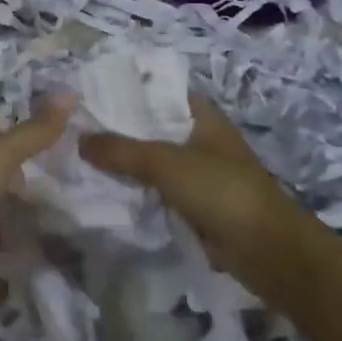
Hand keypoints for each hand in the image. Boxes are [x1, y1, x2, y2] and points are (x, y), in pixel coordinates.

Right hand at [79, 93, 309, 290]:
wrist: (267, 250)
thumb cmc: (220, 189)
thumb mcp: (165, 162)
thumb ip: (121, 150)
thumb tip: (79, 139)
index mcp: (201, 115)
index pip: (157, 92)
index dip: (126, 91)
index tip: (89, 94)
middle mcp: (199, 138)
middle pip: (151, 127)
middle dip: (117, 129)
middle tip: (74, 127)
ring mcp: (198, 172)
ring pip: (152, 160)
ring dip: (124, 161)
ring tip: (80, 156)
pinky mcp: (194, 203)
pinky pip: (157, 189)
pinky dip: (136, 189)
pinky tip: (105, 189)